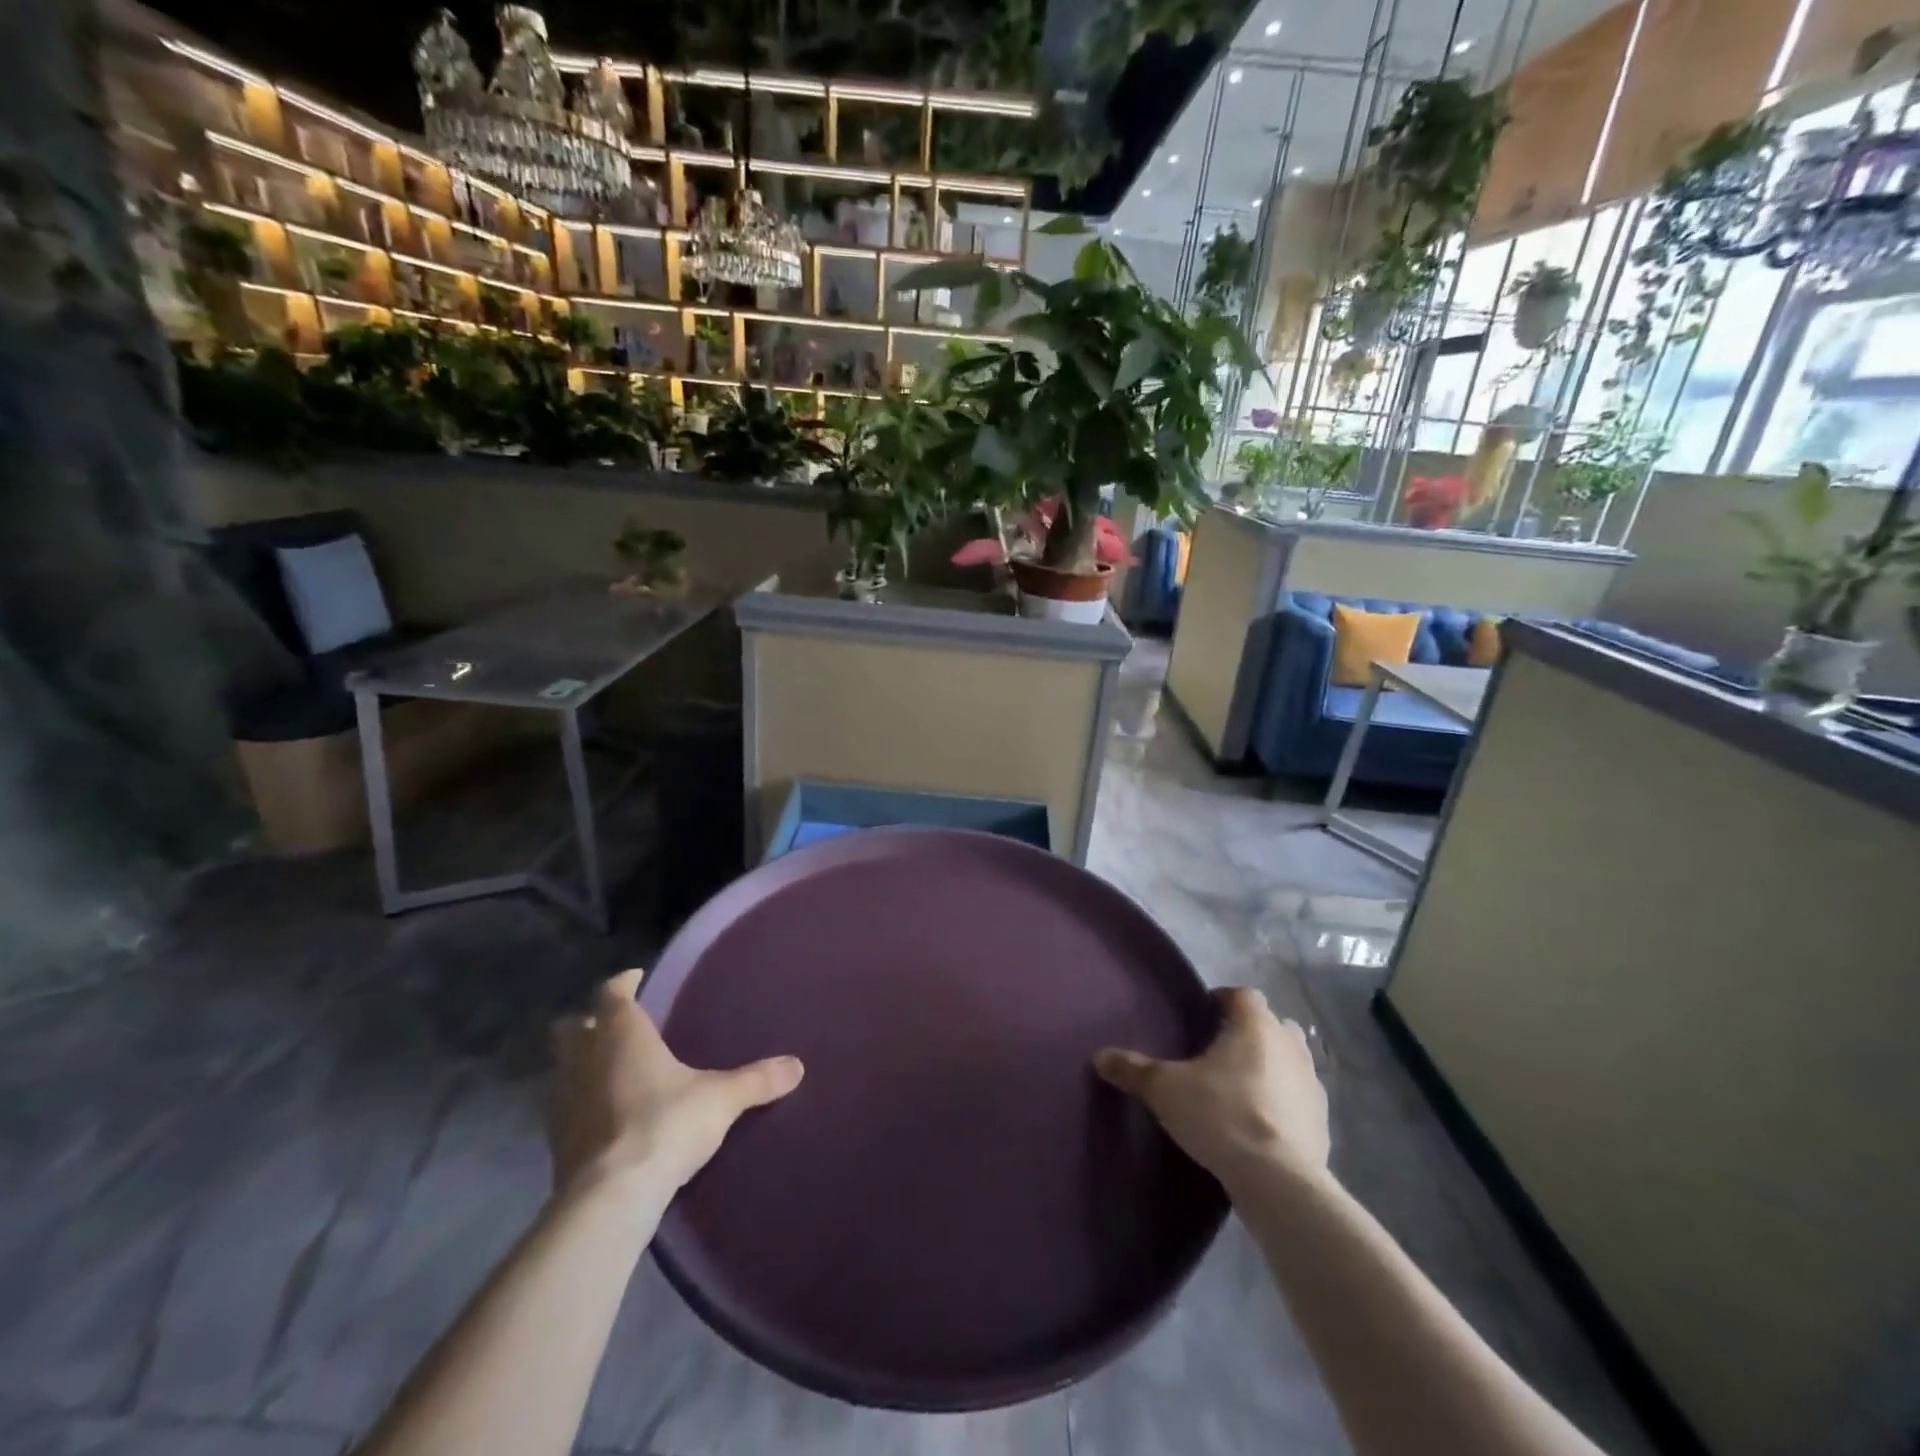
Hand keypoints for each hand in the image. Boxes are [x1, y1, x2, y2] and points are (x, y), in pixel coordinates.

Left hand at [549, 969, 803, 1199]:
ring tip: (616, 1071)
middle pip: (572, 1027)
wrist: (610, 1198)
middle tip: (620, 1026)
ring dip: (583, 1064)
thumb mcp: (721, 1099)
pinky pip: (565, 1106)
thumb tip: (797, 1066)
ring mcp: (562, 1101)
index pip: (611, 993)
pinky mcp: (556, 1141)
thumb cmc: (664, 1124)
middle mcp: (584, 1058)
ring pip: (564, 1066)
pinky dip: (582, 1102)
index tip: (637, 979)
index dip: (623, 983)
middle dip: (591, 1022)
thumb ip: (757, 1079)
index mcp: (620, 1034)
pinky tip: (608, 1115)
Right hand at [1094, 987, 1328, 1190]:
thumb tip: (1100, 1056)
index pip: (1241, 995)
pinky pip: (1299, 1098)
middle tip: (1218, 1052)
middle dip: (1248, 1032)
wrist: (1278, 1181)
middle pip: (1270, 1024)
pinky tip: (1260, 1123)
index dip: (1221, 1000)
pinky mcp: (1323, 1122)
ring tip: (1239, 1088)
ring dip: (1270, 1066)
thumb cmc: (1221, 1116)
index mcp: (1256, 1025)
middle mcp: (1290, 1045)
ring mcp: (1312, 1084)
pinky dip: (1282, 1102)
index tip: (1200, 1017)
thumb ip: (1133, 1069)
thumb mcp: (1165, 1090)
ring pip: (1290, 1060)